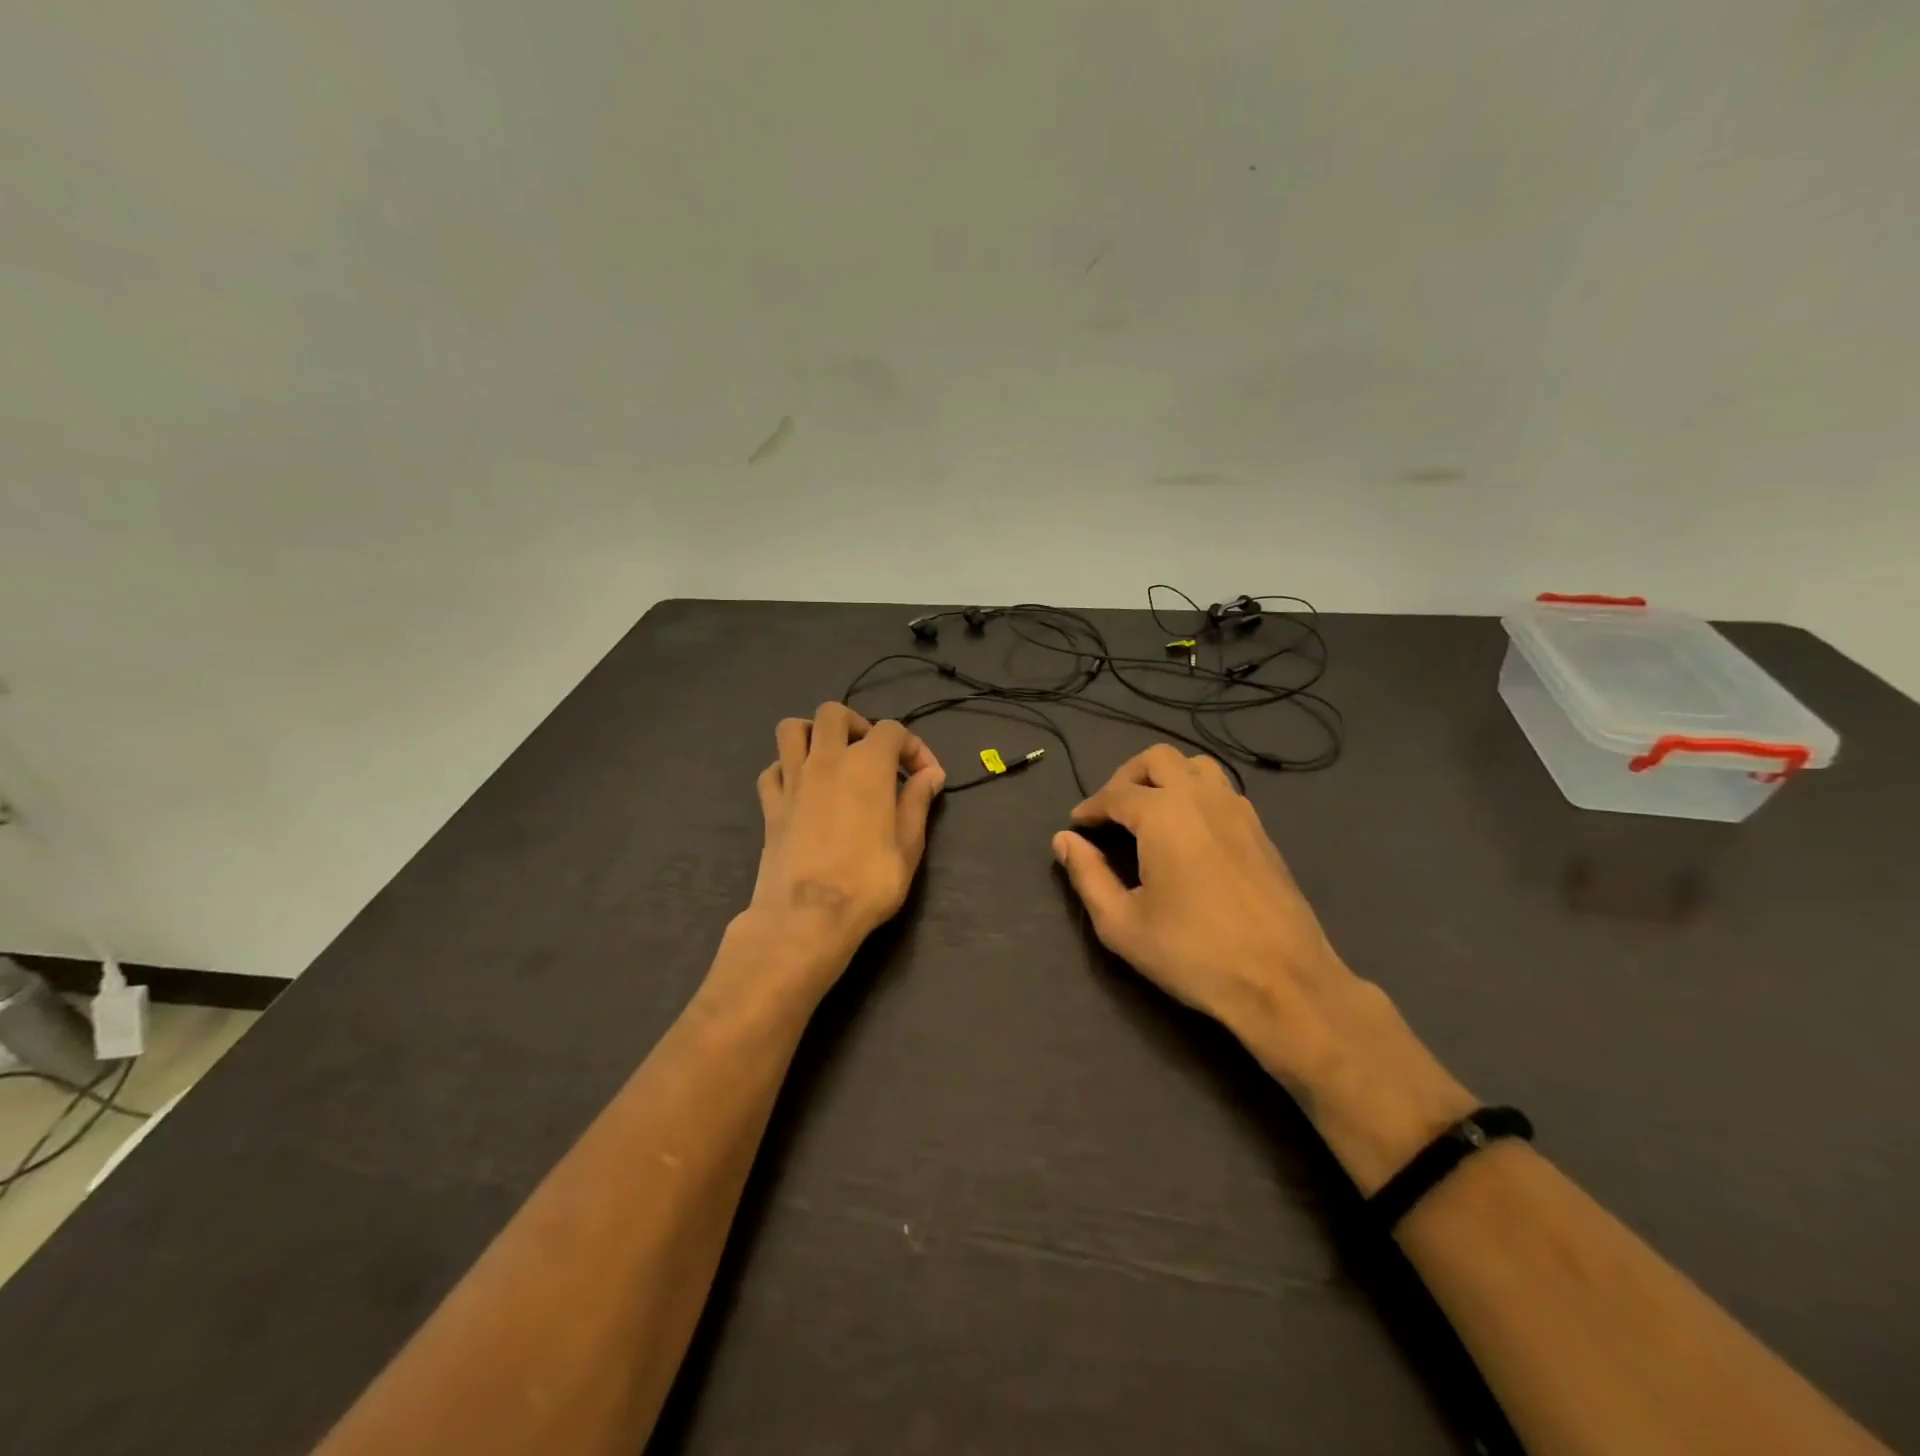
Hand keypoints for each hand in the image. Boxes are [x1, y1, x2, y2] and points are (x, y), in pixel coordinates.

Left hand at [737, 703, 945, 993]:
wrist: (807, 916)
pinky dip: (787, 769)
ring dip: (814, 734)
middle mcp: (826, 760)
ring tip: (832, 759)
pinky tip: (803, 789)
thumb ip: (918, 802)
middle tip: (873, 757)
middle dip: (857, 725)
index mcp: (867, 765)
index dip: (914, 747)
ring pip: (792, 729)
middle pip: (834, 713)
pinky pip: (773, 769)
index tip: (925, 776)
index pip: (893, 731)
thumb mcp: (909, 844)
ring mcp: (792, 780)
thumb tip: (931, 774)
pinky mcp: (770, 805)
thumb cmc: (868, 881)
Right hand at [1052, 746, 1476, 1190]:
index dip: (1090, 808)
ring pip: (1196, 766)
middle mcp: (1201, 798)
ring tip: (1148, 812)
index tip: (1076, 826)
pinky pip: (1222, 790)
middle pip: (1157, 759)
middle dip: (1125, 778)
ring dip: (1165, 777)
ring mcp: (1238, 810)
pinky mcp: (1260, 830)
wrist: (1283, 981)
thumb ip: (1087, 875)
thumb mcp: (1121, 923)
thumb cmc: (1192, 954)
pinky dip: (1195, 793)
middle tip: (1110, 812)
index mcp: (1163, 814)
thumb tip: (1063, 840)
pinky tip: (1187, 831)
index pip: (1115, 794)